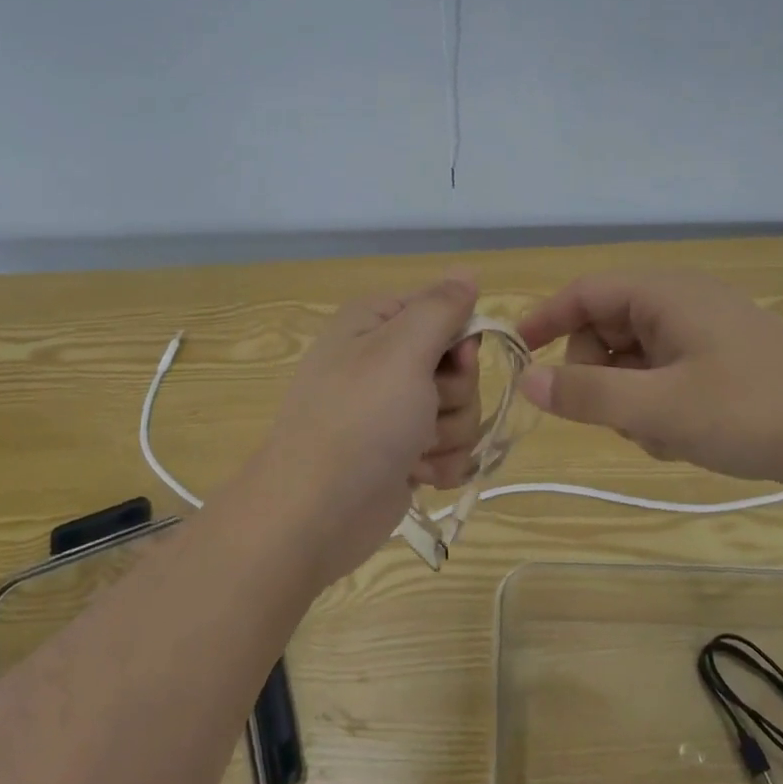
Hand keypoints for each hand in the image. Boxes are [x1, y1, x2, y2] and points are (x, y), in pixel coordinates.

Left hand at [247, 275, 480, 582]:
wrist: (315, 513)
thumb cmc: (359, 419)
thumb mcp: (402, 349)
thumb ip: (441, 307)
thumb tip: (467, 270)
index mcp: (377, 323)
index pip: (446, 309)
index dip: (460, 338)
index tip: (456, 359)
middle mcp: (385, 360)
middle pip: (460, 364)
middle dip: (454, 393)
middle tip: (424, 409)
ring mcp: (395, 409)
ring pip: (461, 408)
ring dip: (447, 433)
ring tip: (413, 449)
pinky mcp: (404, 451)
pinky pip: (450, 446)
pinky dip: (438, 462)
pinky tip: (414, 473)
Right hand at [516, 270, 782, 493]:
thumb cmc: (751, 412)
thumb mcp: (659, 409)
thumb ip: (587, 394)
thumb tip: (528, 381)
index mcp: (664, 294)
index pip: (584, 292)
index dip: (545, 319)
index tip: (517, 354)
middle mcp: (682, 302)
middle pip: (608, 328)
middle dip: (599, 375)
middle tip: (616, 418)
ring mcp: (707, 331)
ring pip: (636, 358)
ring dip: (632, 398)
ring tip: (664, 436)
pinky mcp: (725, 359)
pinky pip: (667, 373)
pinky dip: (661, 404)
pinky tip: (687, 438)